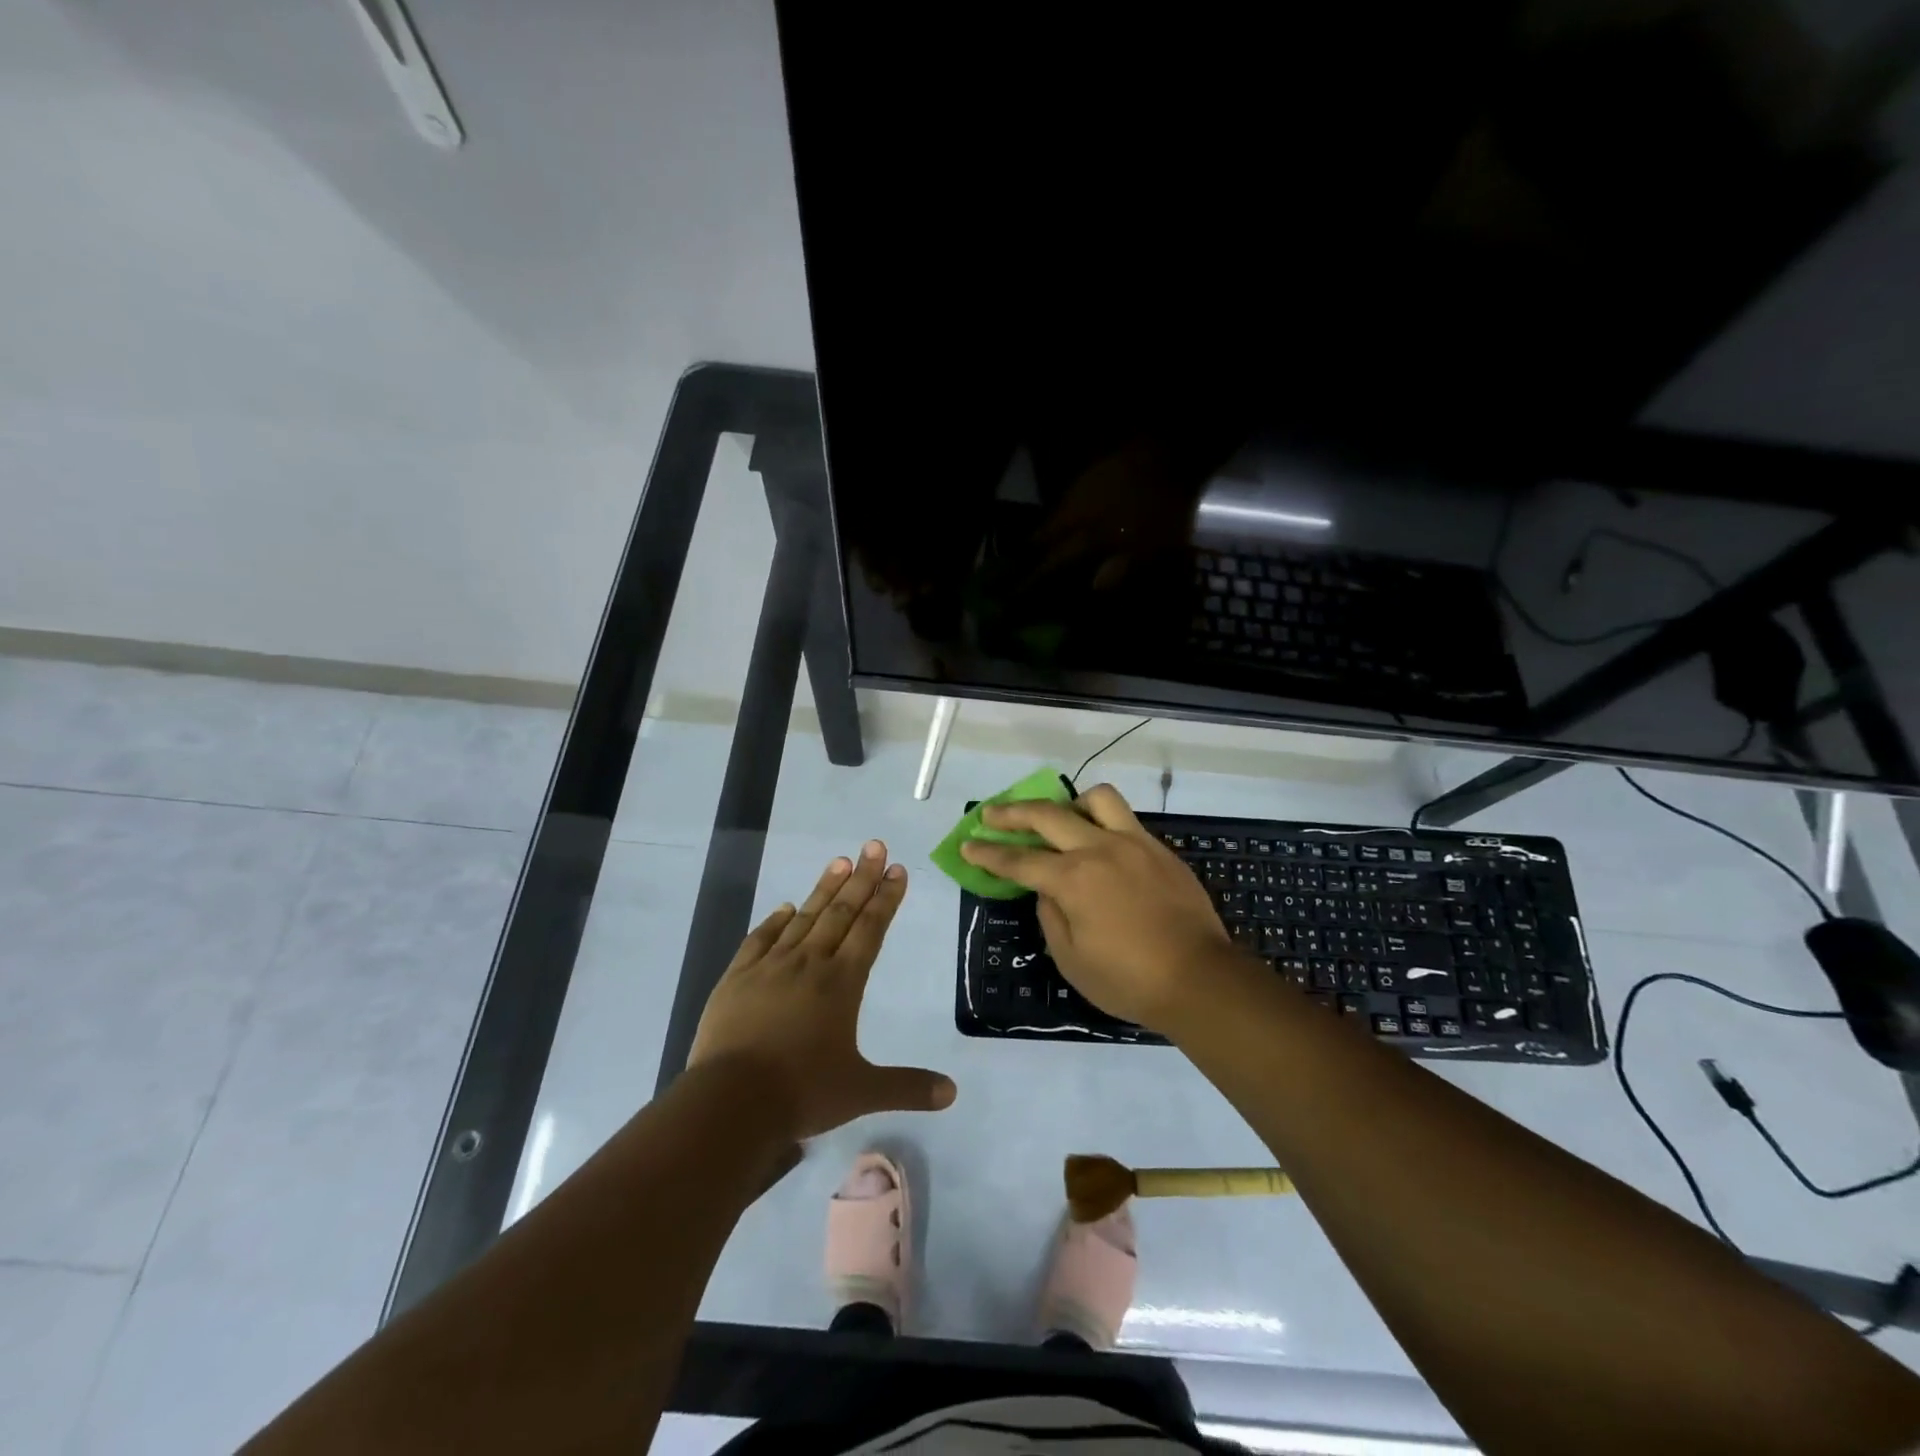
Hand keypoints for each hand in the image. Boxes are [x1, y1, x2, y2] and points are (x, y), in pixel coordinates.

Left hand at [689, 840, 956, 1139]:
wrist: (730, 1103)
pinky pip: (760, 939)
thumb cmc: (801, 1093)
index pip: (870, 929)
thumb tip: (953, 1093)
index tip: (896, 869)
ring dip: (824, 889)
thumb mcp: (861, 1092)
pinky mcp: (737, 978)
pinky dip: (775, 921)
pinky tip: (784, 908)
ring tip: (839, 861)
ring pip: (804, 918)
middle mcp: (809, 964)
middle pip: (841, 912)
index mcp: (842, 983)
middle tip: (873, 845)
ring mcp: (770, 967)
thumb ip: (908, 1087)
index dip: (885, 898)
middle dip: (861, 877)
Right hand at [959, 784, 1236, 1032]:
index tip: (967, 845)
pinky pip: (1124, 818)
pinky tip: (1098, 842)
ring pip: (1095, 799)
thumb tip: (1045, 888)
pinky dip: (1102, 820)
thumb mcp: (1071, 959)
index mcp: (1072, 880)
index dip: (988, 854)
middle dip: (1011, 813)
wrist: (1200, 979)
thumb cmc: (1129, 980)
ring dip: (1068, 804)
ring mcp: (1133, 843)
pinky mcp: (1159, 848)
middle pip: (1047, 815)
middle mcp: (1099, 849)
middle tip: (990, 814)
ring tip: (1059, 819)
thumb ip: (1050, 915)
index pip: (1018, 860)